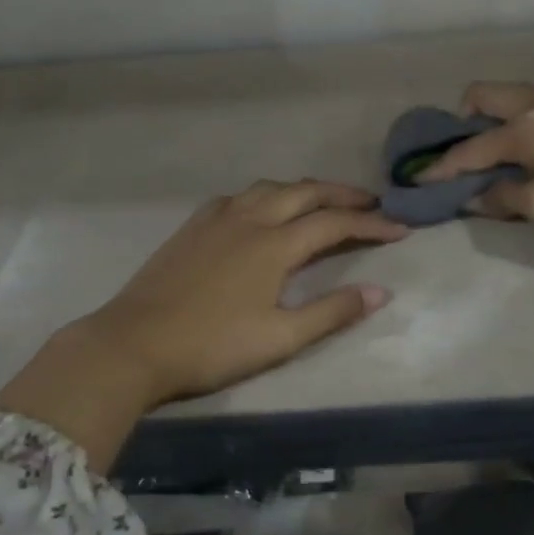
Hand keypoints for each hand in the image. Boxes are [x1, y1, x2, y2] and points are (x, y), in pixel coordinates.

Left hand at [0, 180, 404, 467]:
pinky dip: (265, 195)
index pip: (334, 224)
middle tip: (371, 204)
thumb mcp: (279, 338)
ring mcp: (216, 219)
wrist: (133, 344)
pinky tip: (262, 210)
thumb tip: (380, 292)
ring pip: (269, 187)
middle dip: (342, 195)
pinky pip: (239, 196)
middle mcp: (248, 219)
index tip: (400, 230)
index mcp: (273, 244)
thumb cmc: (211, 346)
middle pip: (304, 192)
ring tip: (323, 202)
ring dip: (303, 190)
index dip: (371, 225)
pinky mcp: (192, 227)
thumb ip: (332, 312)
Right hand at [418, 82, 533, 245]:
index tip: (417, 182)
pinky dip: (521, 121)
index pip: (471, 148)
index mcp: (527, 127)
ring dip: (494, 117)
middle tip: (460, 154)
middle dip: (463, 120)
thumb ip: (503, 198)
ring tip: (492, 151)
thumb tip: (473, 197)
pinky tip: (532, 151)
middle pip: (487, 95)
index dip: (441, 168)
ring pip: (516, 96)